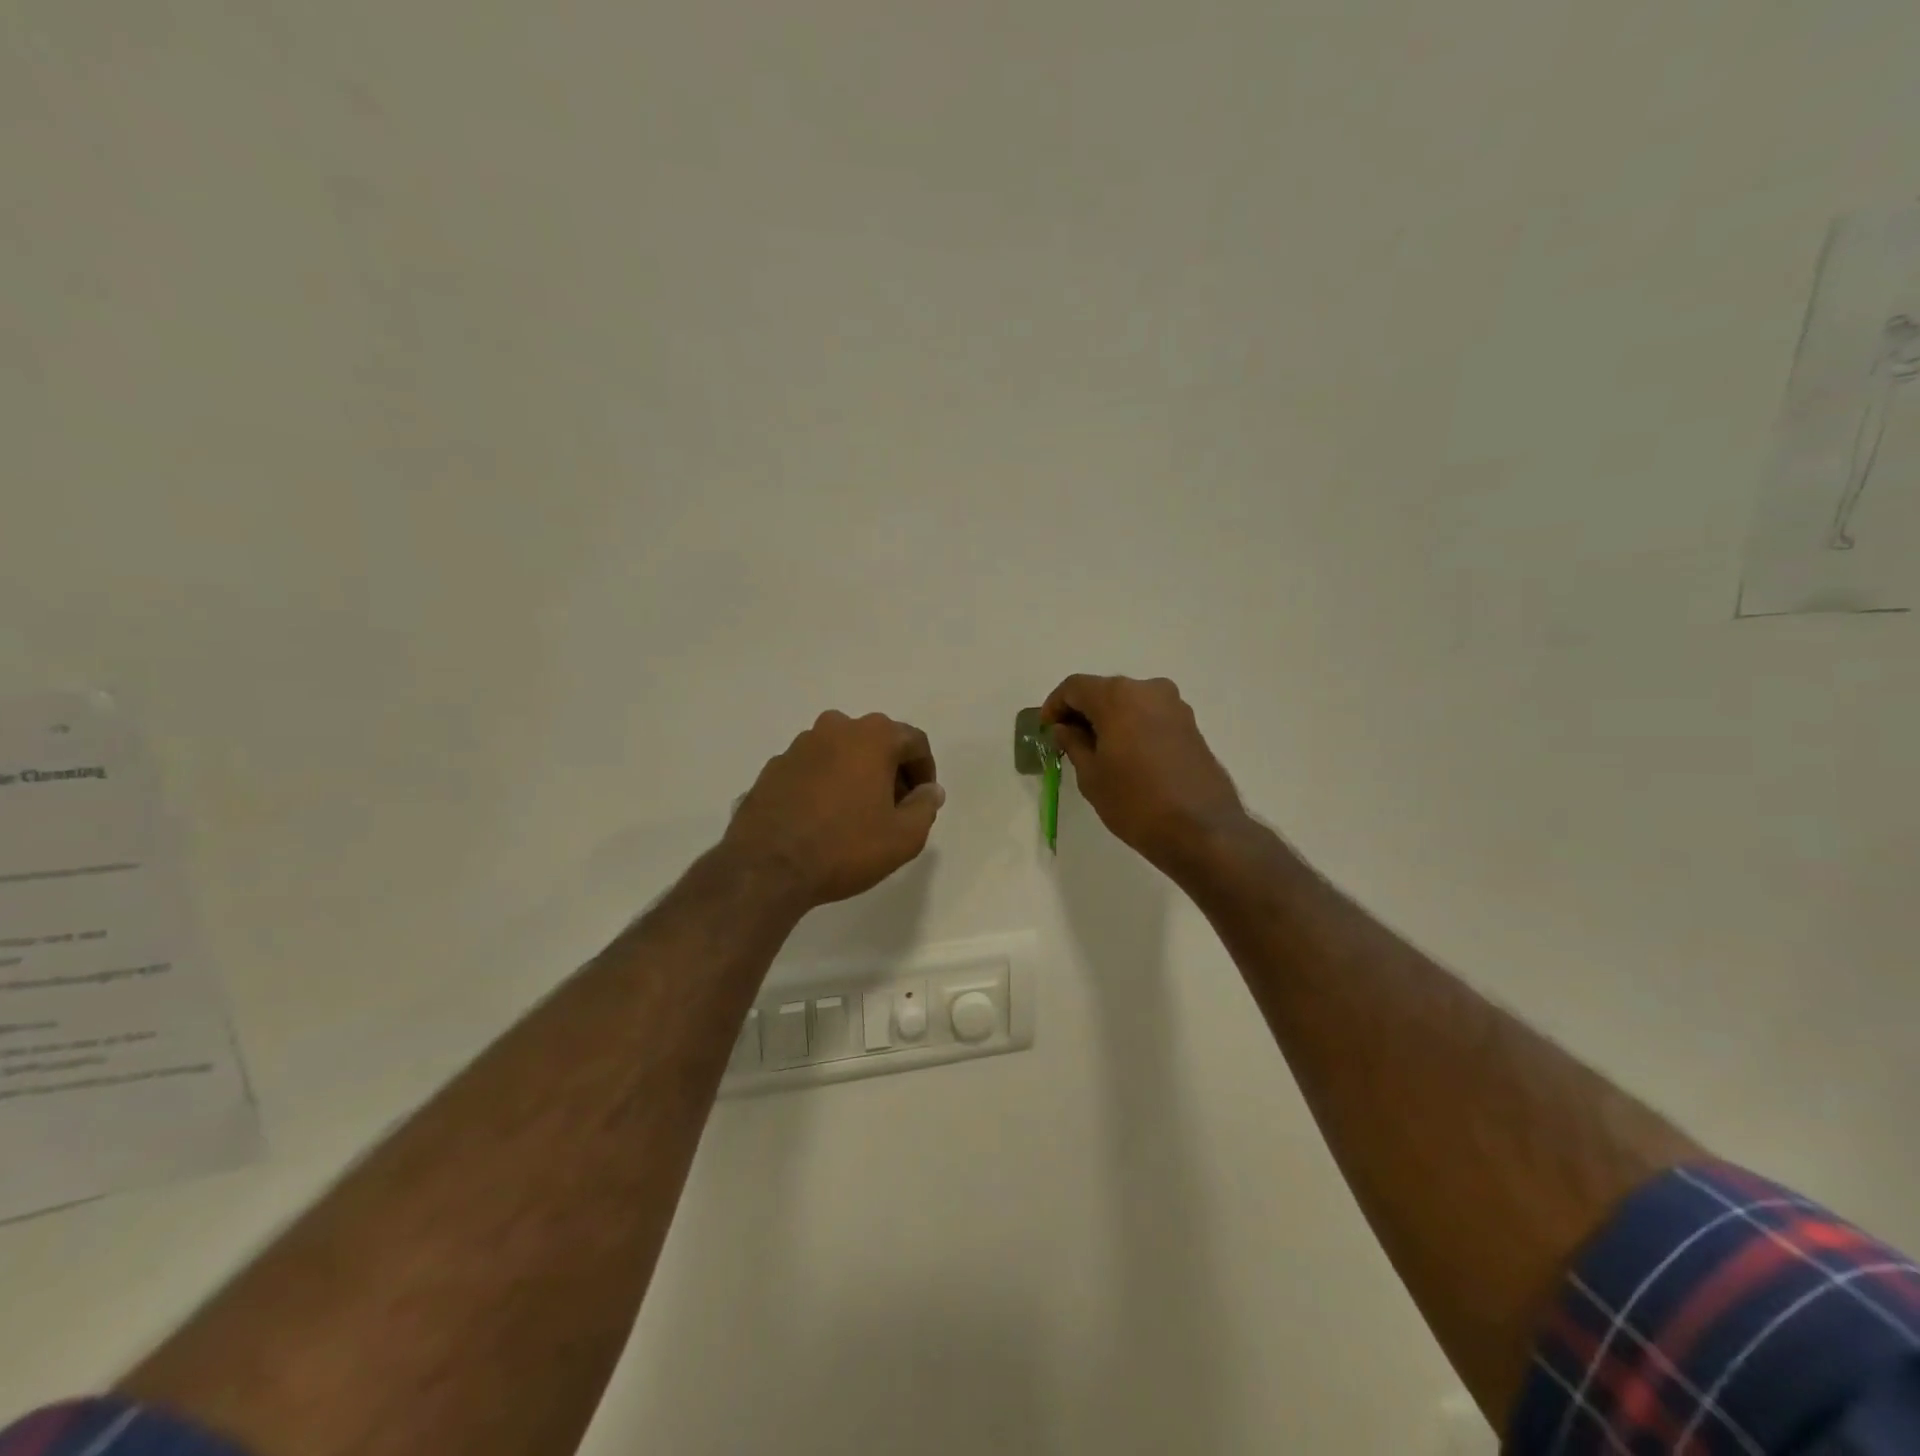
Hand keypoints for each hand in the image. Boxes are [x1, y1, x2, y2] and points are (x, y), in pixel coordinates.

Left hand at [723, 711, 943, 908]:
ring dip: (857, 774)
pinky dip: (826, 783)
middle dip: (891, 771)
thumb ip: (925, 807)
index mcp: (872, 736)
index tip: (921, 801)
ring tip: (858, 814)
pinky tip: (823, 818)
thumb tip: (929, 790)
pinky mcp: (773, 767)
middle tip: (894, 808)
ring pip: (842, 752)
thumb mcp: (903, 837)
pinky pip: (813, 768)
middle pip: (877, 742)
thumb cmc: (844, 847)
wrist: (767, 867)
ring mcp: (799, 745)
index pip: (913, 742)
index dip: (924, 771)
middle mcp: (835, 728)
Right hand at [1041, 675, 1245, 873]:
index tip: (1046, 729)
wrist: (1202, 830)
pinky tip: (1124, 757)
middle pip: (1104, 691)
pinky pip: (1149, 717)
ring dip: (1108, 720)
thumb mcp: (1091, 776)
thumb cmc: (1135, 802)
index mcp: (1118, 696)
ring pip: (1129, 703)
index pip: (1075, 687)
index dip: (1055, 705)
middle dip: (1082, 712)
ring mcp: (1174, 706)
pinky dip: (1131, 728)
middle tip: (1066, 741)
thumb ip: (1073, 743)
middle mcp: (1148, 689)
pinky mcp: (1190, 726)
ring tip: (1095, 752)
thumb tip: (1065, 729)